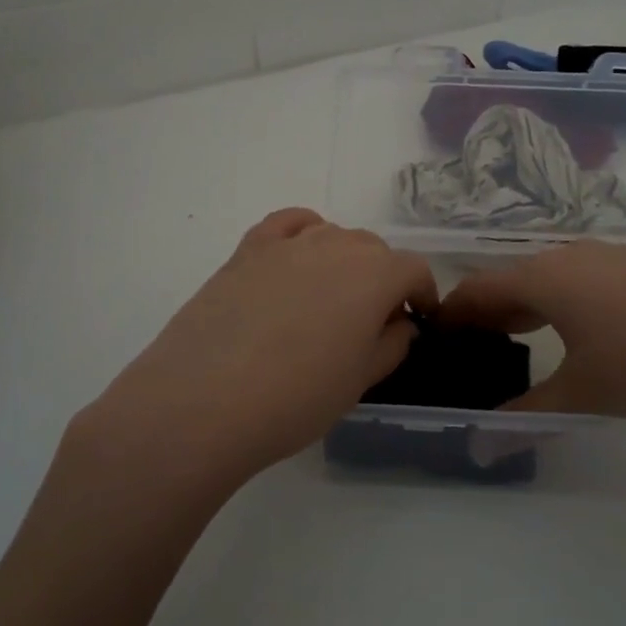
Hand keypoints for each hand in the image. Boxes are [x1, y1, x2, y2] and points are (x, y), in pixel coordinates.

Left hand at [86, 209, 437, 481]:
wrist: (203, 401)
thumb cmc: (296, 398)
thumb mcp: (360, 380)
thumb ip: (391, 345)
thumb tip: (400, 323)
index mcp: (374, 275)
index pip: (413, 270)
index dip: (422, 294)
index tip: (418, 320)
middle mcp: (335, 246)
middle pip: (374, 249)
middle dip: (384, 278)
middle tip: (373, 321)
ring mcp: (287, 244)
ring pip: (332, 235)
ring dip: (345, 260)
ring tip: (332, 299)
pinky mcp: (247, 250)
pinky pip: (287, 224)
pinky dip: (304, 231)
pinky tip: (299, 255)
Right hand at [439, 241, 625, 420]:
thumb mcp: (583, 395)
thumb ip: (526, 416)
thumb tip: (479, 446)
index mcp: (543, 278)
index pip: (477, 290)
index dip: (452, 314)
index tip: (436, 338)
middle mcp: (569, 255)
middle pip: (511, 279)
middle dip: (488, 312)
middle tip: (475, 348)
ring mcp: (609, 255)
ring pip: (550, 276)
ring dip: (527, 305)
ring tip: (522, 339)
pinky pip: (583, 277)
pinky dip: (563, 300)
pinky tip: (584, 330)